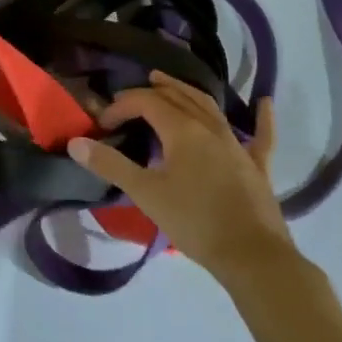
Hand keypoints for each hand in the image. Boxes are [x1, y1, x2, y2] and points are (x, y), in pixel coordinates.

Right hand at [68, 72, 295, 282]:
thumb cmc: (195, 221)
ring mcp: (237, 144)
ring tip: (168, 85)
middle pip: (177, 97)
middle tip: (131, 97)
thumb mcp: (146, 194)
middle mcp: (209, 127)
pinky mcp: (257, 166)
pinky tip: (266, 103)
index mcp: (182, 129)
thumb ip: (111, 165)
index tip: (104, 125)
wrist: (252, 257)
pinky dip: (262, 119)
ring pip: (209, 107)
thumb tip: (76, 143)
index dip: (122, 106)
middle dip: (152, 92)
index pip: (146, 102)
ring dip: (186, 92)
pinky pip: (260, 136)